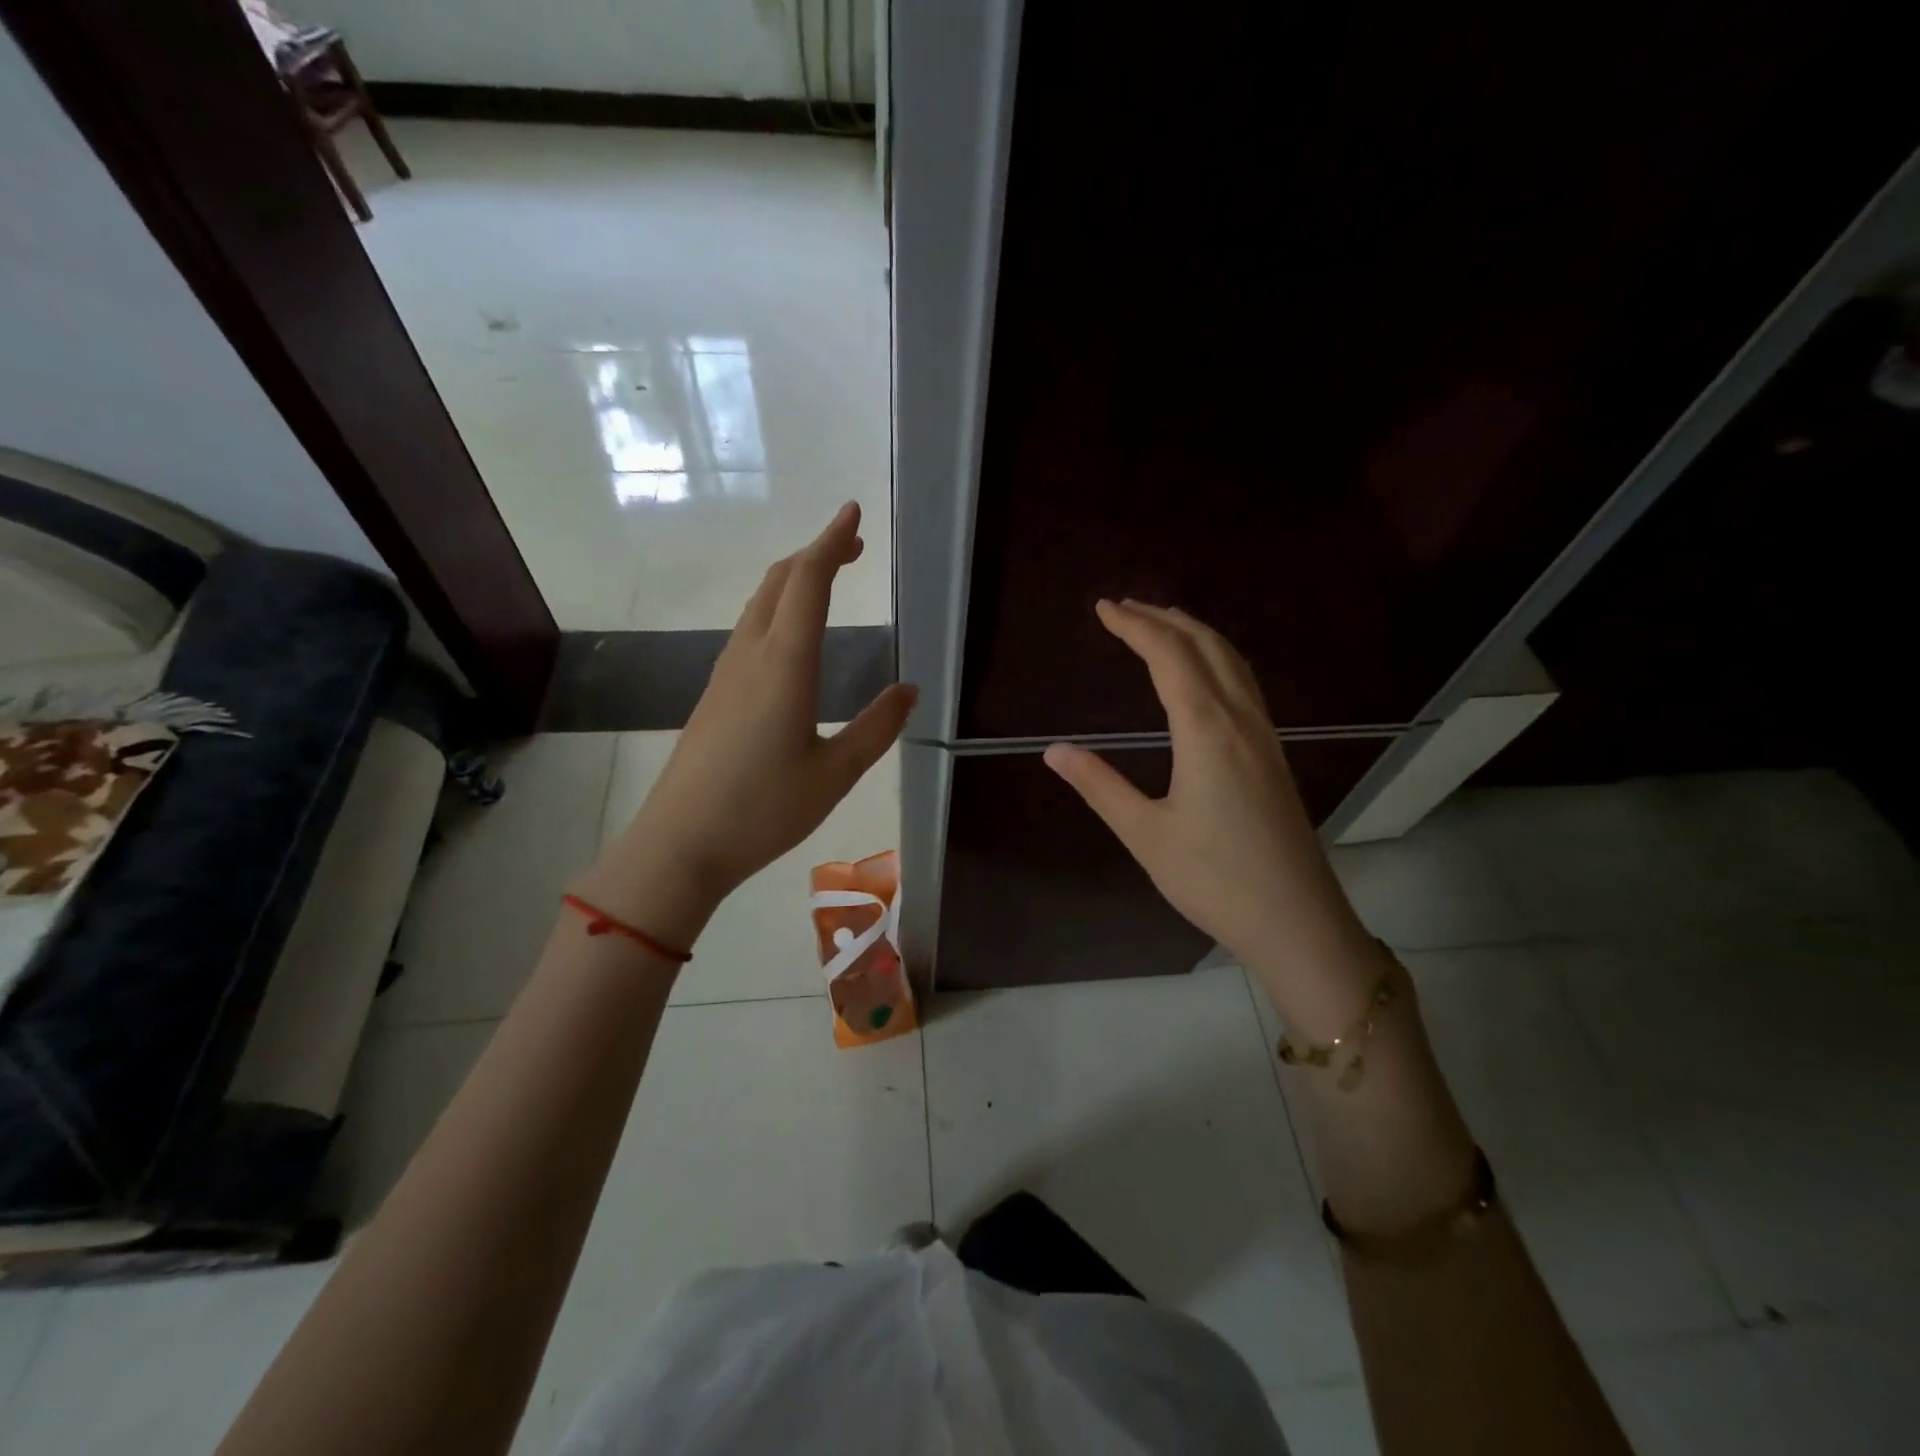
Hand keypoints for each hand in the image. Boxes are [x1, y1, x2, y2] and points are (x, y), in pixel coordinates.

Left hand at [576, 503, 915, 948]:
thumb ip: (876, 728)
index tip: (853, 514)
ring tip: (828, 579)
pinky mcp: (716, 693)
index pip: (809, 582)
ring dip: (795, 579)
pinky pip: (749, 629)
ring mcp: (727, 672)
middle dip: (816, 553)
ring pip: (761, 603)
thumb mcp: (835, 773)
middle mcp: (752, 654)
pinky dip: (778, 608)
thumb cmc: (764, 809)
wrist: (681, 843)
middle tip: (852, 545)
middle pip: (780, 581)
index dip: (832, 542)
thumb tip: (909, 691)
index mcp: (786, 664)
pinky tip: (792, 634)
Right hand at [1043, 600, 1381, 1031]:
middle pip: (1206, 646)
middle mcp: (1240, 719)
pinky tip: (1205, 674)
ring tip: (1162, 623)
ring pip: (1233, 662)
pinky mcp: (1273, 754)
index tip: (1103, 609)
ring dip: (1195, 633)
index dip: (1135, 626)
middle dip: (1164, 619)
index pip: (1168, 657)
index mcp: (1206, 730)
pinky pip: (1244, 684)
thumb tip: (1054, 750)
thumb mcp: (1145, 834)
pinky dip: (1217, 658)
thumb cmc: (1215, 879)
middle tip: (1125, 607)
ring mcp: (1264, 735)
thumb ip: (1099, 786)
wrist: (1297, 920)